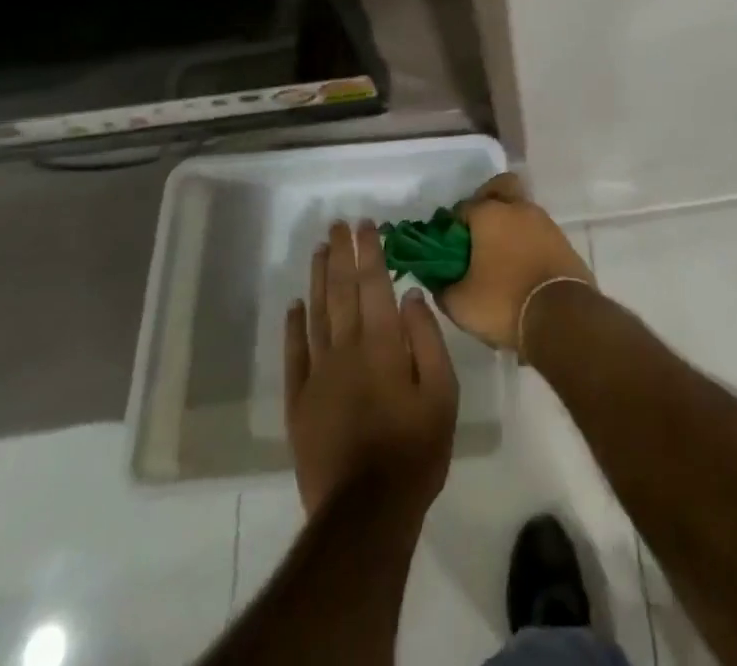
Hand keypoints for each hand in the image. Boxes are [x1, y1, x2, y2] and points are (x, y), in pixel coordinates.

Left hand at [285, 220, 458, 517]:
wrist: (366, 512)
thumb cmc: (415, 449)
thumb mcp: (442, 393)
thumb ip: (427, 339)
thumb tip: (410, 295)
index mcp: (382, 343)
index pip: (374, 284)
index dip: (369, 251)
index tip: (366, 224)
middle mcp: (345, 348)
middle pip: (342, 291)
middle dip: (341, 254)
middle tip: (338, 225)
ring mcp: (318, 374)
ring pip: (316, 314)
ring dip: (318, 278)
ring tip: (319, 249)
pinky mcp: (299, 401)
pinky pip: (294, 354)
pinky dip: (294, 326)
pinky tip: (295, 305)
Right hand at [437, 174, 595, 351]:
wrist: (563, 317)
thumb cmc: (504, 302)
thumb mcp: (460, 304)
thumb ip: (442, 287)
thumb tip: (438, 281)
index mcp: (489, 214)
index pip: (462, 207)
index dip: (451, 226)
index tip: (448, 248)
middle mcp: (518, 208)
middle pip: (500, 187)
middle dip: (486, 201)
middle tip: (477, 233)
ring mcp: (544, 222)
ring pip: (521, 210)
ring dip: (509, 225)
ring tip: (499, 257)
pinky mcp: (563, 241)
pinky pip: (538, 232)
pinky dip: (527, 242)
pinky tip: (521, 267)